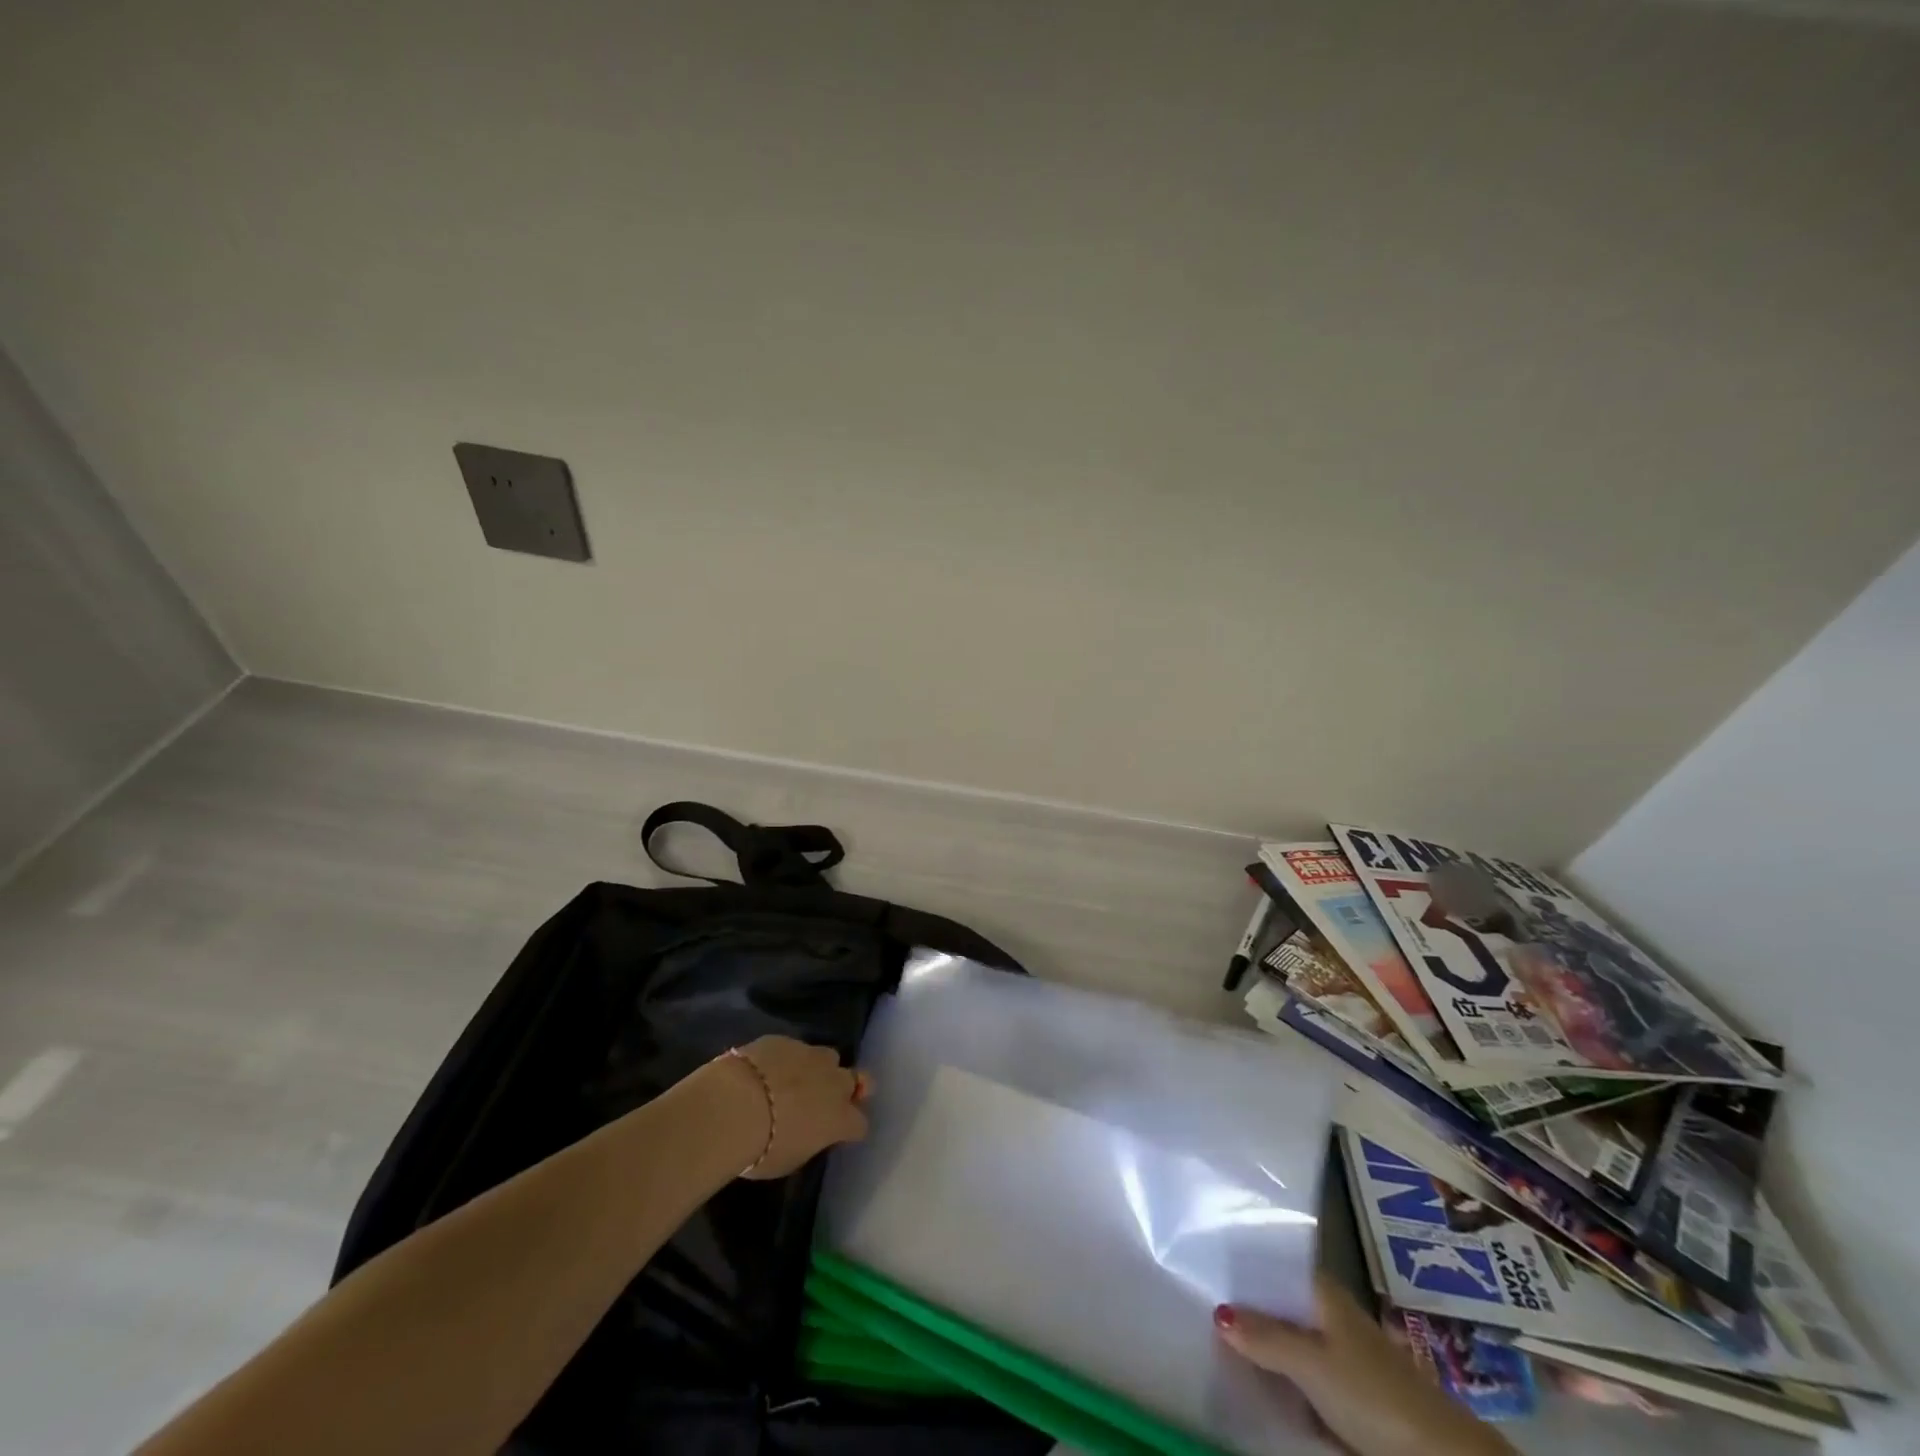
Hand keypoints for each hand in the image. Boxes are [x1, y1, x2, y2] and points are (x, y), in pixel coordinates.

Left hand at [720, 1036, 871, 1179]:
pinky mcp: (786, 1040)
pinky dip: (788, 1058)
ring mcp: (811, 1055)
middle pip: (855, 1080)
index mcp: (839, 1118)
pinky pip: (795, 1047)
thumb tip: (807, 1133)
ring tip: (799, 1079)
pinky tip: (769, 1069)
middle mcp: (834, 1082)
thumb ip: (808, 1141)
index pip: (859, 1124)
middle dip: (846, 1089)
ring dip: (820, 1068)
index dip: (850, 1129)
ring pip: (829, 1057)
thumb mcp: (790, 1160)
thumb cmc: (762, 1147)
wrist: (734, 1104)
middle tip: (827, 1100)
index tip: (839, 1134)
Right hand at [1215, 1277, 1512, 1455]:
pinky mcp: (1343, 1391)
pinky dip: (1276, 1373)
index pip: (1272, 1263)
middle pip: (1276, 1303)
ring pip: (1285, 1339)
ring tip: (1213, 1337)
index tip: (1200, 1259)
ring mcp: (1337, 1353)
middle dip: (1243, 1306)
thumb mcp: (1312, 1363)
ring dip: (1258, 1343)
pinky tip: (1251, 1377)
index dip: (1240, 1263)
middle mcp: (1328, 1313)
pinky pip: (1297, 1373)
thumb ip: (1264, 1336)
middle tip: (1196, 1300)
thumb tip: (1216, 1309)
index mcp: (1322, 1292)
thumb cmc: (1373, 1393)